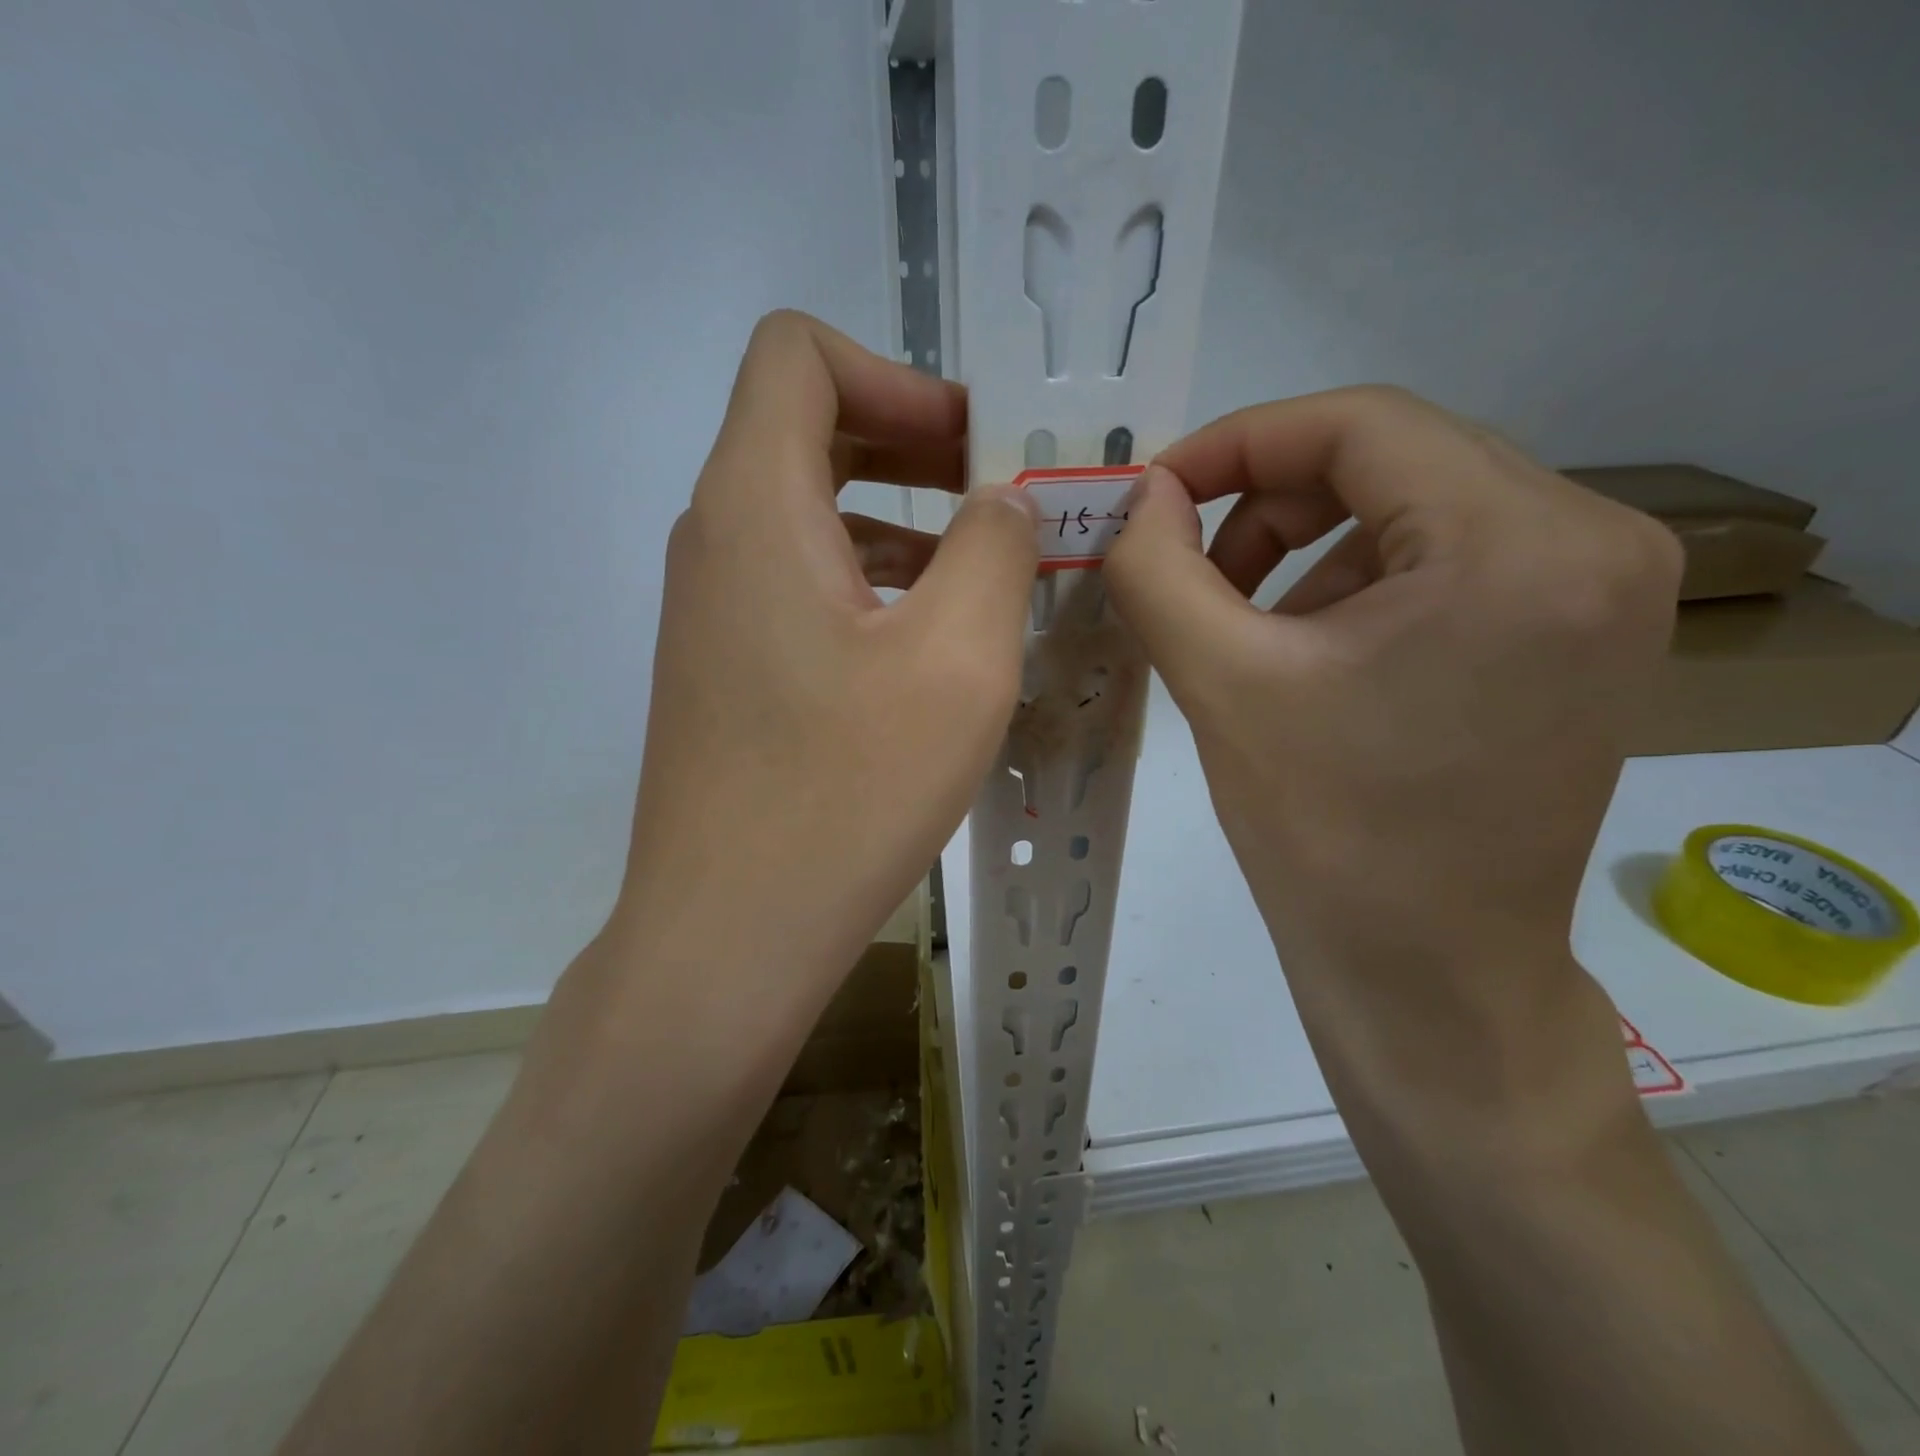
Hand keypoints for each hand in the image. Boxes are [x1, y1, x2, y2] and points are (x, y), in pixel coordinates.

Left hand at [606, 311, 1036, 1019]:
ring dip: (899, 521)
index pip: (796, 355)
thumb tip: (1003, 502)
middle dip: (911, 443)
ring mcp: (712, 609)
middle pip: (805, 430)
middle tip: (999, 498)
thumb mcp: (959, 660)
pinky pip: (799, 583)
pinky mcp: (725, 667)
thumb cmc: (846, 791)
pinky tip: (929, 644)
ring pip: (807, 514)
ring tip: (985, 575)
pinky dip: (868, 581)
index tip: (973, 447)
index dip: (895, 375)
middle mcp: (714, 538)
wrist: (730, 932)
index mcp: (754, 505)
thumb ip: (997, 549)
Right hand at [1105, 387, 1681, 1142]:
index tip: (1156, 493)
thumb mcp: (1220, 683)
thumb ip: (1158, 568)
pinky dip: (1363, 580)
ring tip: (1248, 625)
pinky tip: (1314, 652)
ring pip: (1419, 504)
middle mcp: (1596, 540)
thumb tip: (1138, 496)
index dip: (1237, 442)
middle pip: (1395, 456)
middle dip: (1269, 499)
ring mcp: (1606, 588)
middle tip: (1192, 565)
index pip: (1359, 423)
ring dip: (1312, 545)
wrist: (1429, 973)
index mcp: (1517, 545)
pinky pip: (1453, 556)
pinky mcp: (1588, 632)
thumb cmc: (1324, 835)